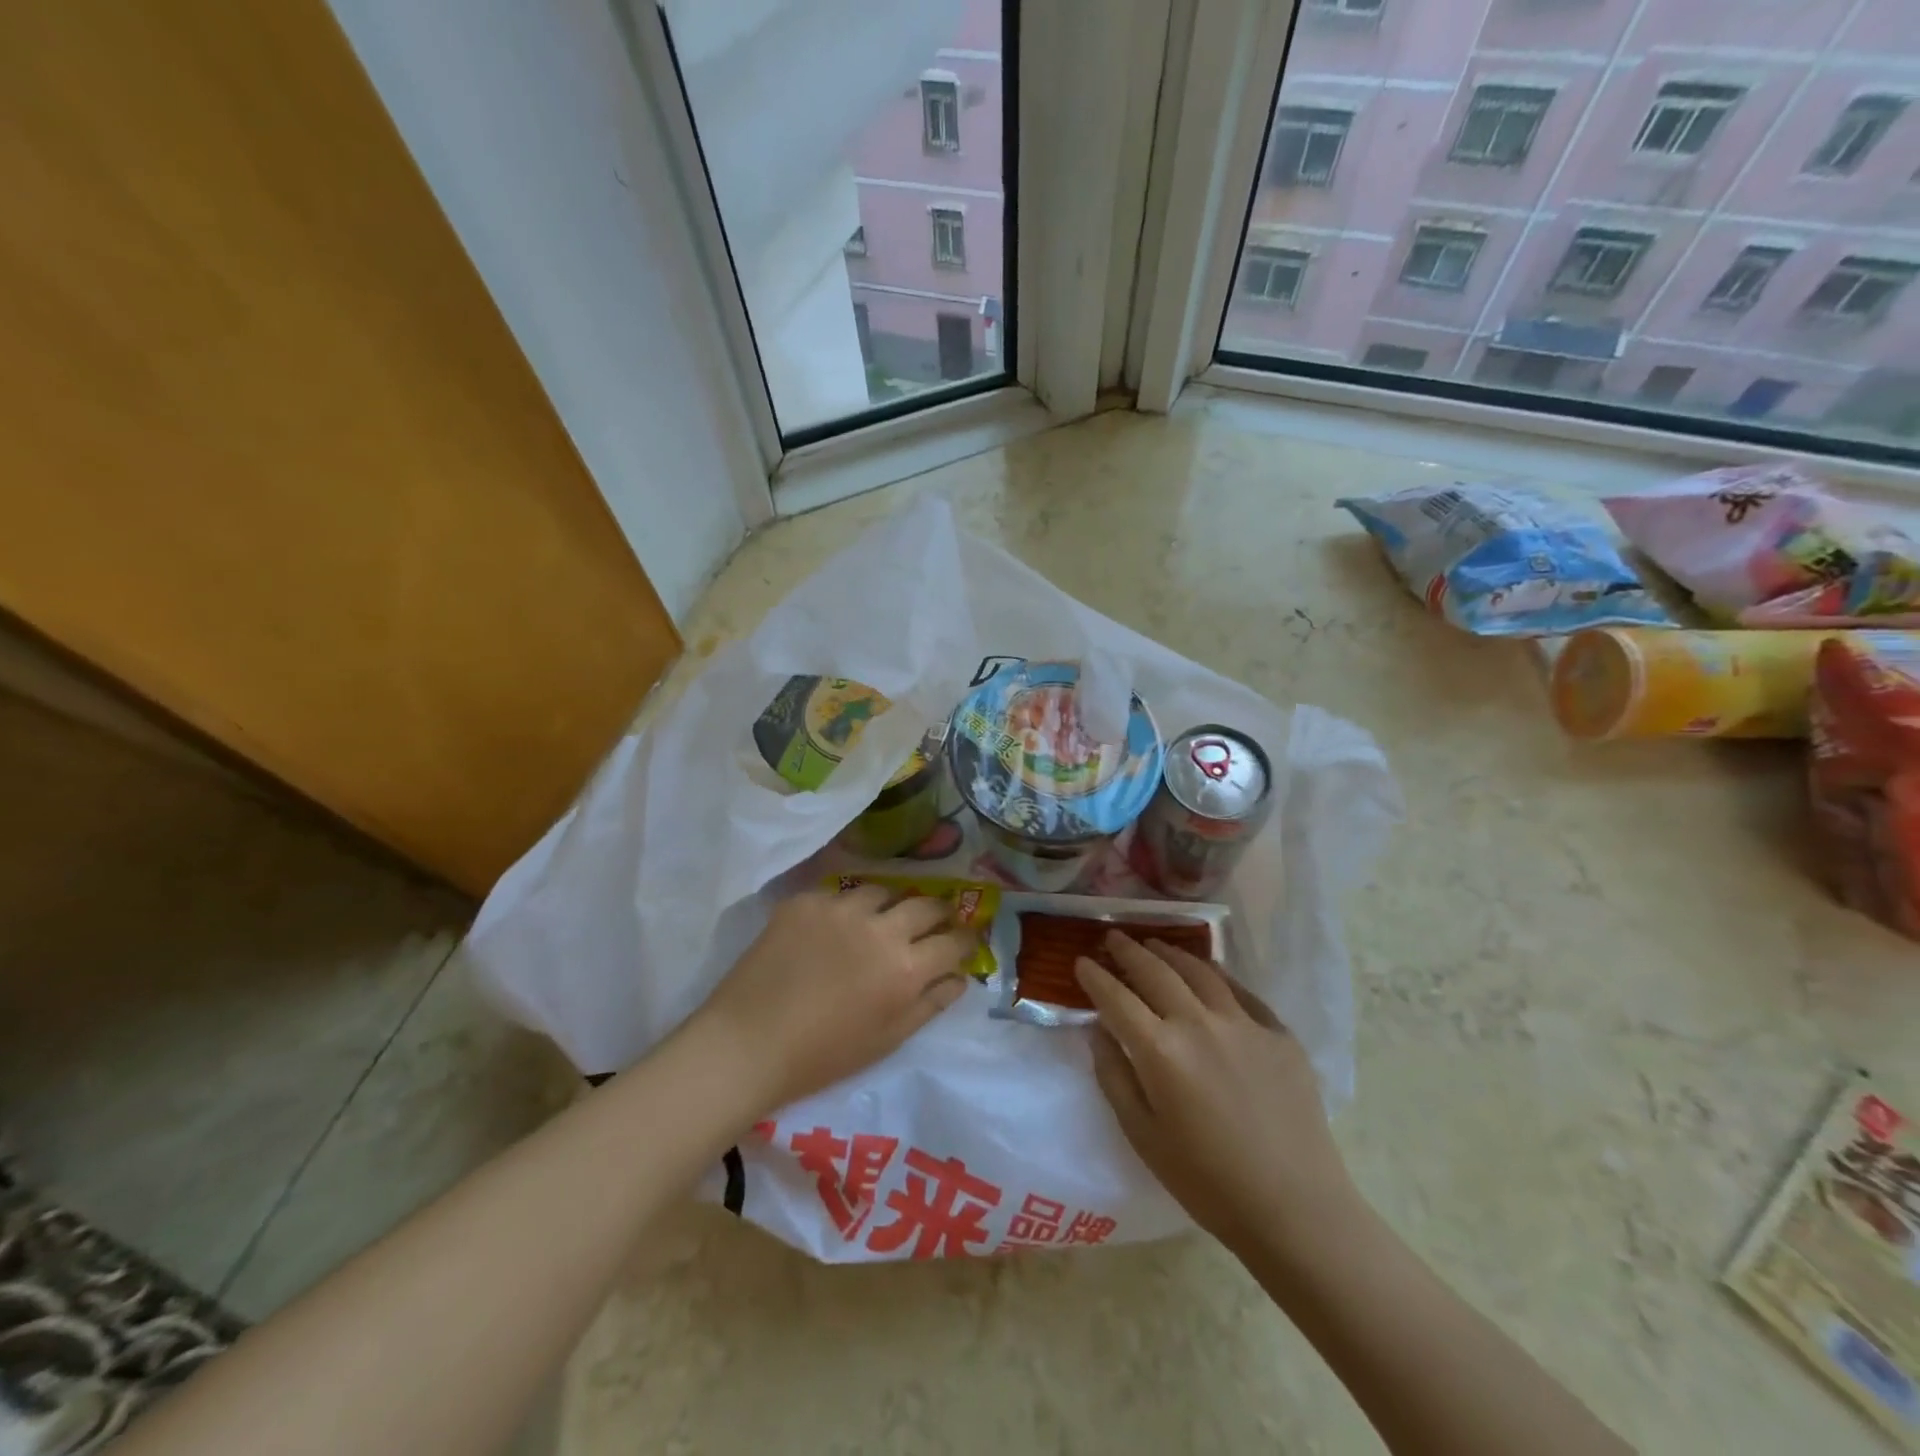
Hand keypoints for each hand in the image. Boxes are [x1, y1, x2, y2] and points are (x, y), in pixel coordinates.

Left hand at [692, 884, 974, 1115]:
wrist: (746, 1044)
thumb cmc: (822, 1056)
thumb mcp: (887, 1039)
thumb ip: (930, 1004)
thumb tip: (959, 978)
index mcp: (906, 968)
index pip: (954, 940)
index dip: (965, 940)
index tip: (963, 941)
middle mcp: (880, 928)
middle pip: (926, 904)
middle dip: (938, 913)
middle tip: (933, 922)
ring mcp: (841, 908)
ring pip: (883, 891)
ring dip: (891, 905)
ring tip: (881, 920)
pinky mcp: (806, 901)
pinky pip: (839, 894)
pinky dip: (846, 909)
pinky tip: (834, 928)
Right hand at [1075, 932, 1357, 1258]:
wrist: (1296, 1208)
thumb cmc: (1207, 1181)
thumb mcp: (1142, 1135)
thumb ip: (1114, 1075)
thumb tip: (1098, 1030)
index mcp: (1161, 1051)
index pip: (1116, 997)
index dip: (1094, 976)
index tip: (1081, 962)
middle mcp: (1199, 1023)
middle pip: (1155, 971)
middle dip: (1128, 951)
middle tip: (1112, 937)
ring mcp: (1244, 1023)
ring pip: (1199, 970)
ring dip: (1170, 952)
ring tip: (1154, 944)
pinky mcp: (1279, 1033)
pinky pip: (1239, 991)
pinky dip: (1215, 975)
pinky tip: (1207, 974)